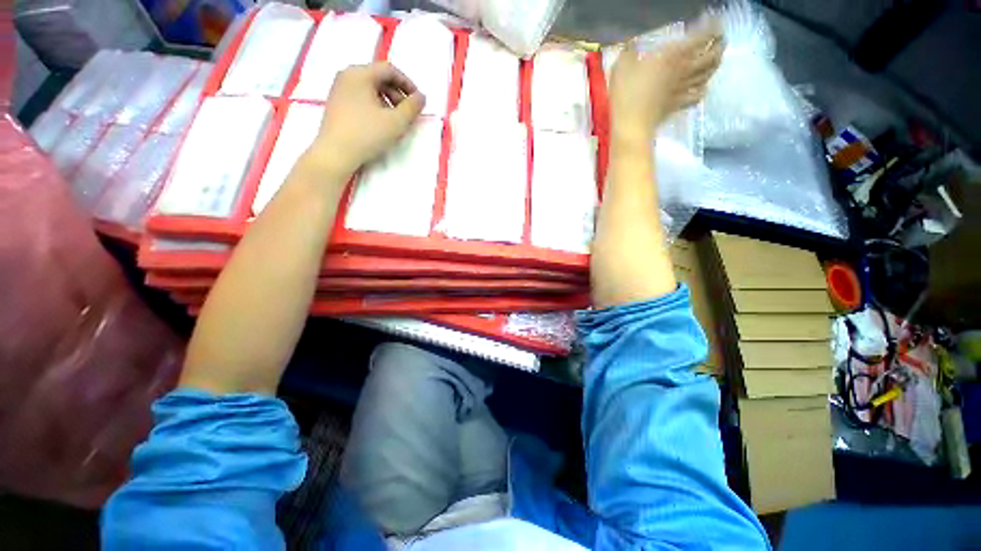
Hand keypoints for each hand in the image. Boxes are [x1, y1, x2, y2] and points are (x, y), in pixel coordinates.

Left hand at [306, 62, 425, 176]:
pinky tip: (380, 123)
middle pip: (379, 78)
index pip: (389, 70)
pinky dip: (375, 106)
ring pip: (370, 89)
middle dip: (397, 94)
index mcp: (360, 73)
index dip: (408, 84)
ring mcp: (339, 89)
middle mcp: (347, 75)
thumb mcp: (397, 122)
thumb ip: (413, 107)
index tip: (418, 101)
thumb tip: (421, 97)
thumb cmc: (367, 134)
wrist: (336, 153)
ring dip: (387, 101)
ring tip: (395, 121)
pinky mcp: (336, 104)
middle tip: (408, 113)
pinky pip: (360, 97)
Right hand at [609, 23, 722, 144]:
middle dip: (719, 45)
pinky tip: (701, 88)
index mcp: (673, 56)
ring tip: (715, 59)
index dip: (712, 27)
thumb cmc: (626, 94)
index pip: (701, 37)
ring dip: (714, 65)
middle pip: (711, 56)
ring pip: (707, 75)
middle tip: (721, 39)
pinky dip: (702, 90)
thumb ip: (629, 52)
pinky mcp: (677, 106)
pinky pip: (696, 96)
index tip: (715, 21)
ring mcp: (682, 90)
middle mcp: (683, 70)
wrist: (630, 125)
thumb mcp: (621, 66)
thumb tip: (631, 45)